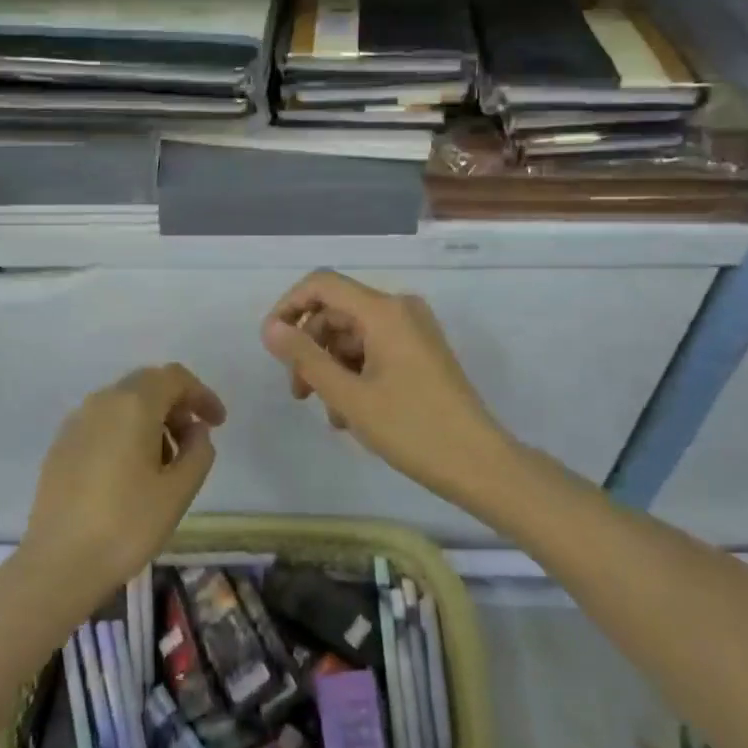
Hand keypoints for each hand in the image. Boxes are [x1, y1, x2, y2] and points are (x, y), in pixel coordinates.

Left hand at [18, 364, 225, 609]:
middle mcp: (102, 401)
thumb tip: (195, 431)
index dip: (201, 394)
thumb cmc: (127, 524)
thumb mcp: (179, 491)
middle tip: (193, 440)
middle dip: (176, 405)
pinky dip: (125, 432)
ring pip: (123, 404)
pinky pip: (102, 423)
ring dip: (151, 420)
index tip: (218, 424)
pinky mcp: (60, 445)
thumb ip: (198, 451)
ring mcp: (76, 422)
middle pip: (147, 384)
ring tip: (164, 463)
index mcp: (133, 404)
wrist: (58, 564)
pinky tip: (130, 472)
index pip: (174, 378)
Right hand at [261, 271, 515, 509]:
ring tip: (332, 415)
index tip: (272, 345)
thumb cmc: (411, 428)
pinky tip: (351, 413)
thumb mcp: (348, 396)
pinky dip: (355, 373)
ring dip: (332, 368)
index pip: (322, 284)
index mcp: (384, 311)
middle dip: (311, 348)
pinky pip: (374, 348)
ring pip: (353, 335)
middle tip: (299, 394)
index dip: (289, 307)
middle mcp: (400, 309)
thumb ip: (305, 358)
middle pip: (337, 312)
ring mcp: (414, 329)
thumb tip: (270, 328)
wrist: (478, 463)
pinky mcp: (421, 350)